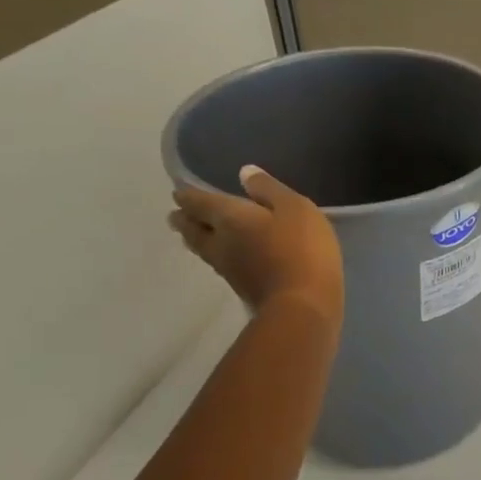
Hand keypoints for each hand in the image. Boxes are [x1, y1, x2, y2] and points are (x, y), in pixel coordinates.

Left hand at [170, 165, 343, 317]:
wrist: (304, 307)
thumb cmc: (301, 250)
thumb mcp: (295, 208)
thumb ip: (269, 189)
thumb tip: (244, 173)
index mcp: (229, 218)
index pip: (198, 202)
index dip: (188, 196)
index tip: (179, 193)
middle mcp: (220, 243)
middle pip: (193, 229)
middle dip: (184, 220)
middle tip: (176, 215)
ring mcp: (229, 270)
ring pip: (204, 250)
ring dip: (196, 240)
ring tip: (194, 235)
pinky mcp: (243, 290)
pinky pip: (221, 266)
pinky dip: (218, 257)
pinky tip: (227, 257)